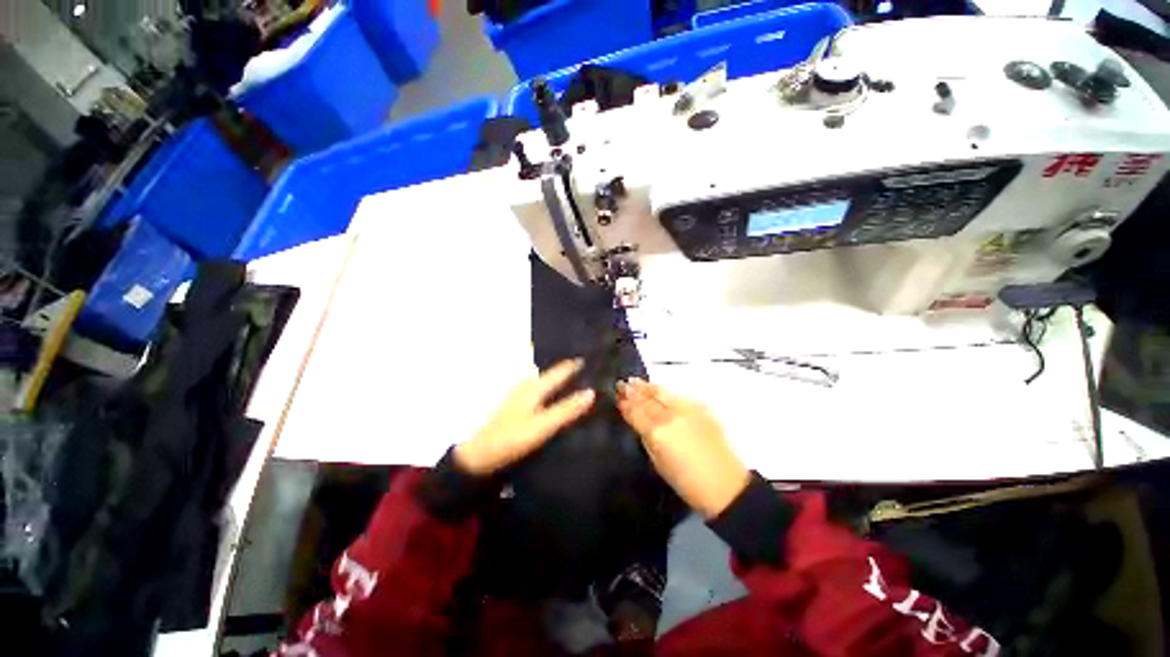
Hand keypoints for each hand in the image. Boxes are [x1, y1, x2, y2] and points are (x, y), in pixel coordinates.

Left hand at [455, 359, 595, 475]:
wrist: (480, 456)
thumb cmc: (512, 438)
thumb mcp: (543, 425)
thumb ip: (566, 409)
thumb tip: (591, 392)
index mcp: (534, 387)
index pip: (559, 370)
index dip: (575, 364)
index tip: (592, 359)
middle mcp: (527, 386)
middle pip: (551, 373)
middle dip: (568, 370)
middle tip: (588, 368)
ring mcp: (520, 396)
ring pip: (545, 382)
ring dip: (559, 379)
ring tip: (576, 380)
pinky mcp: (516, 407)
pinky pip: (540, 391)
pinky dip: (551, 390)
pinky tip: (555, 398)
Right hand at [617, 379, 749, 517]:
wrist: (725, 485)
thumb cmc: (686, 482)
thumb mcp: (658, 463)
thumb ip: (646, 437)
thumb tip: (637, 421)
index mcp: (657, 432)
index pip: (636, 412)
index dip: (625, 404)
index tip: (617, 396)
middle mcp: (671, 415)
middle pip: (647, 399)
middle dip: (633, 390)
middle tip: (622, 383)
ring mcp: (687, 409)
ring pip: (662, 392)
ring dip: (647, 386)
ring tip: (635, 380)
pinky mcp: (701, 408)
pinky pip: (678, 395)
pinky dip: (664, 391)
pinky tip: (658, 389)